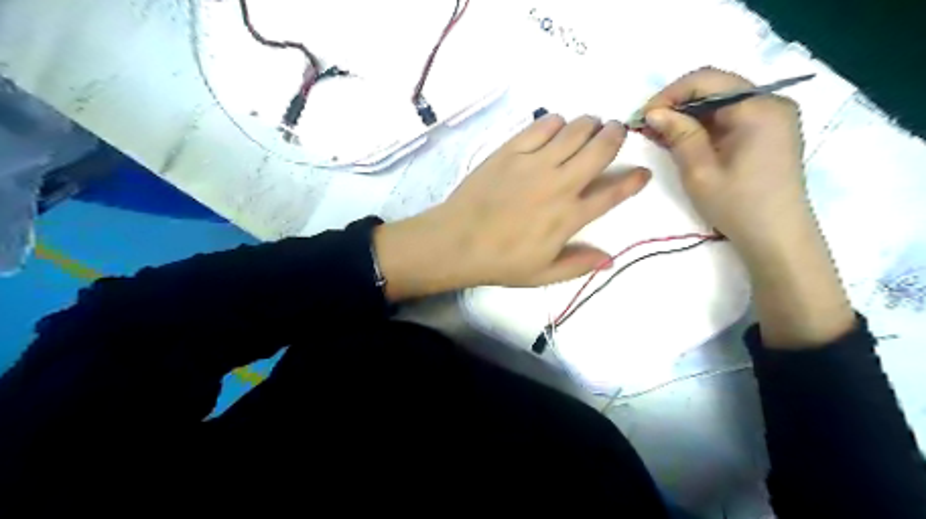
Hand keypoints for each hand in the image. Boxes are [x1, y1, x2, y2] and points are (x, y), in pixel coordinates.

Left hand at [373, 113, 649, 299]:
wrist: (457, 241)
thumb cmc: (500, 262)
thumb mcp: (542, 274)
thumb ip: (578, 264)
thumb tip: (610, 259)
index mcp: (570, 217)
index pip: (612, 193)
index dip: (633, 180)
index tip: (643, 171)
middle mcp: (559, 184)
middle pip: (600, 149)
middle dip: (615, 135)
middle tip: (615, 132)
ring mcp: (535, 163)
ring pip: (575, 130)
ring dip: (589, 125)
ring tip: (589, 127)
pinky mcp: (511, 150)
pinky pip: (542, 125)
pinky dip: (556, 122)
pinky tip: (556, 127)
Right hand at [645, 64, 852, 348]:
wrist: (776, 236)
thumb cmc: (737, 205)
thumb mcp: (700, 171)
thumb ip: (679, 135)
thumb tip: (654, 112)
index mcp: (758, 107)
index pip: (707, 80)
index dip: (670, 94)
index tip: (644, 116)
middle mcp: (770, 102)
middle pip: (715, 87)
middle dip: (677, 103)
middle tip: (648, 126)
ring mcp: (772, 116)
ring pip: (720, 102)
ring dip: (688, 115)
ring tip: (660, 135)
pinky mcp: (768, 131)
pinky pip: (729, 116)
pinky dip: (703, 125)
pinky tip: (683, 140)